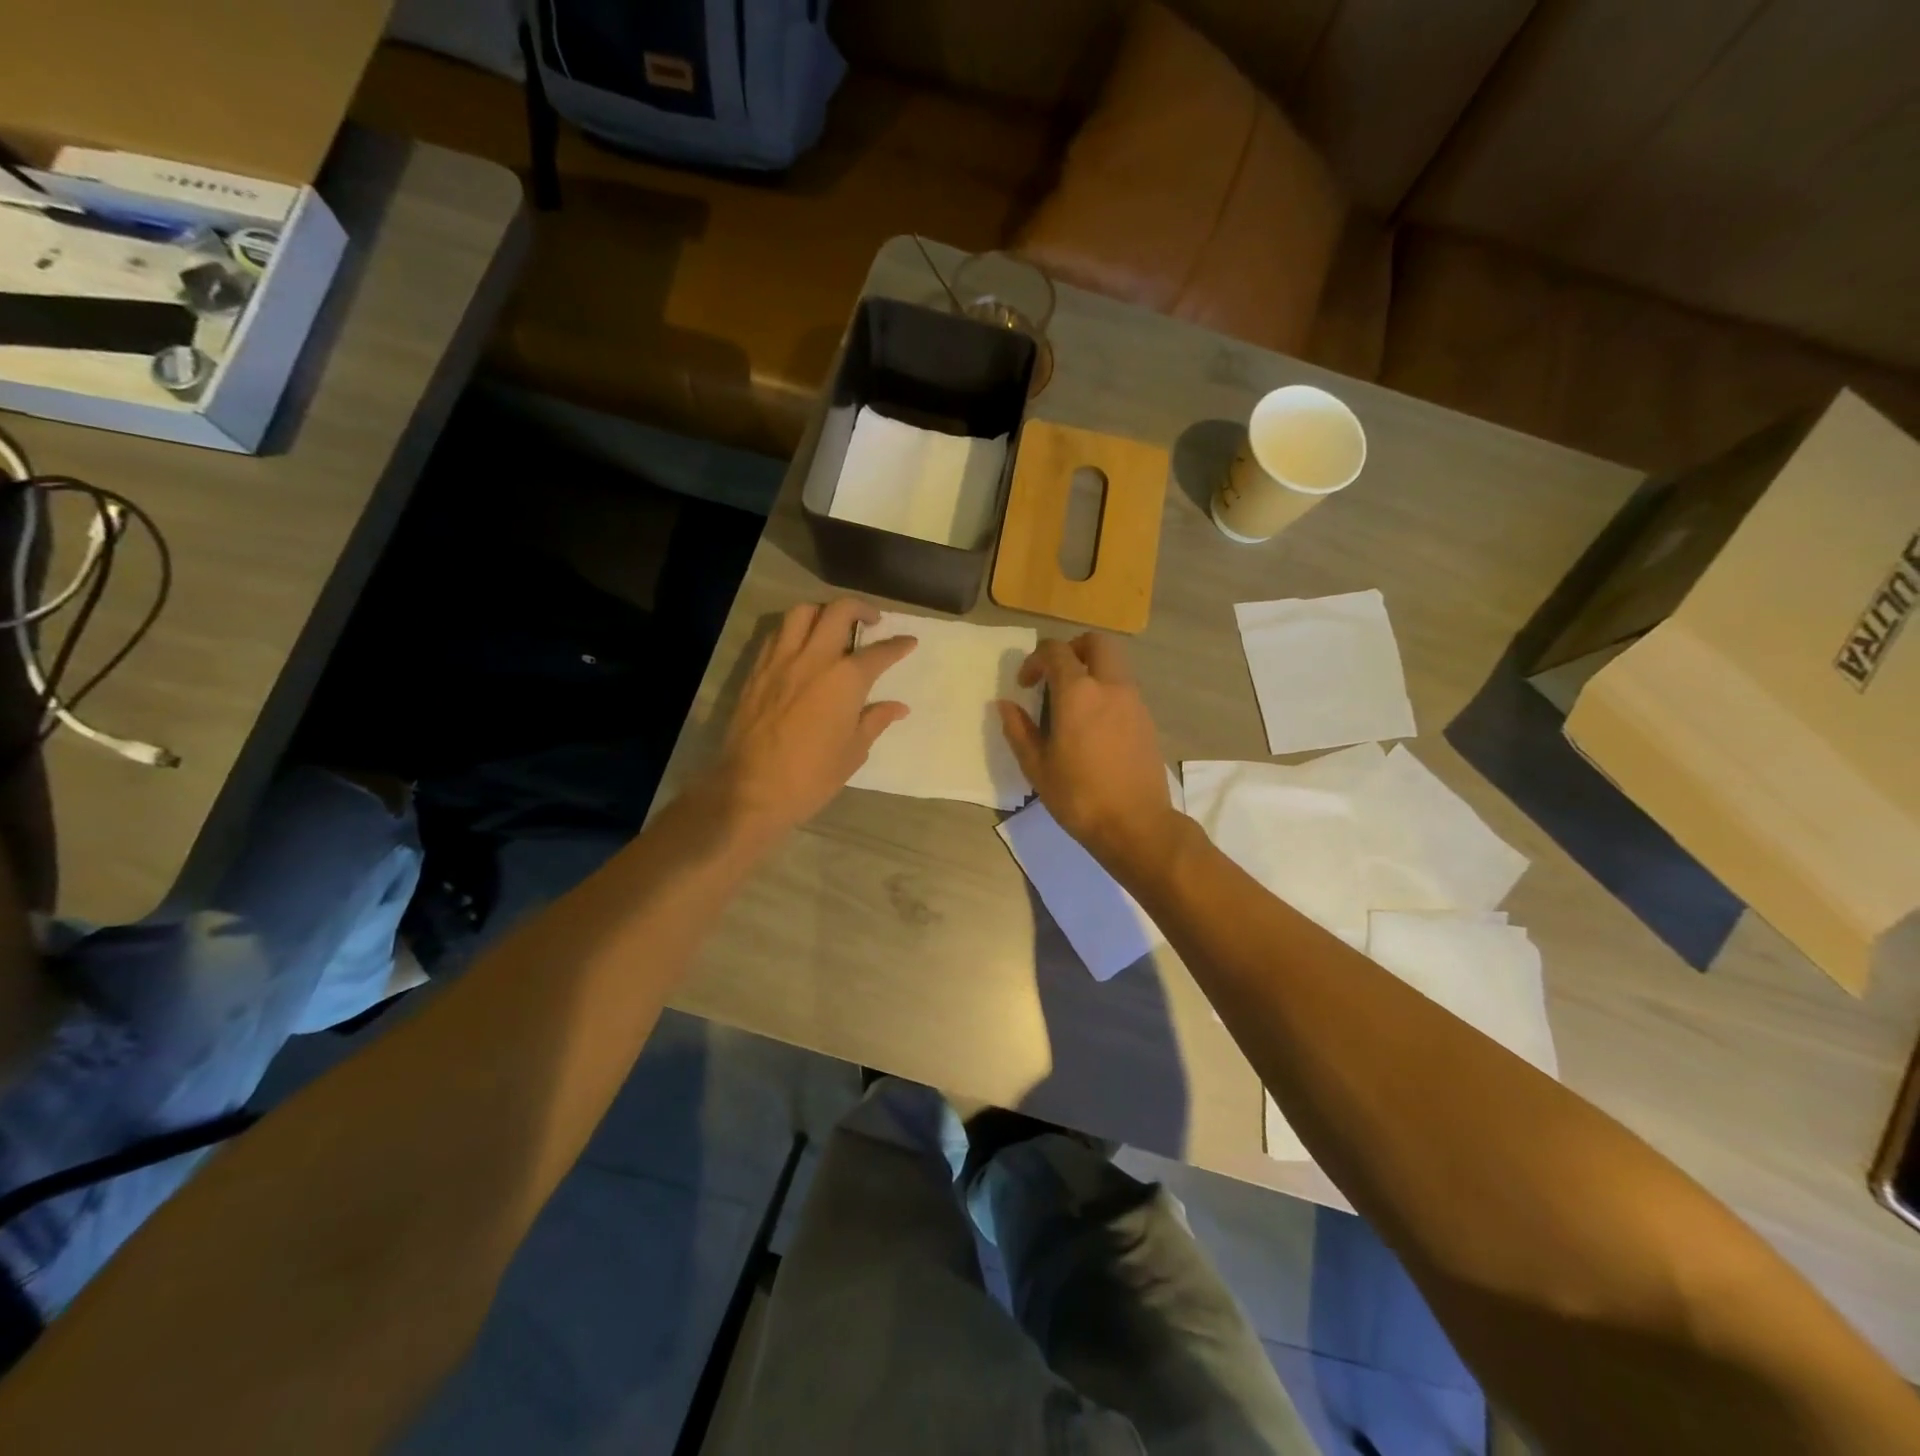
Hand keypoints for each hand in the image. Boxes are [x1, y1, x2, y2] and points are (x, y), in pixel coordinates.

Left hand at [715, 599, 915, 838]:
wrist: (751, 790)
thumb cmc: (812, 776)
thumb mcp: (853, 752)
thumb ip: (874, 720)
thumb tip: (898, 707)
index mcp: (845, 680)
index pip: (879, 652)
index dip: (898, 645)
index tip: (909, 642)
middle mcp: (814, 659)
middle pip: (839, 611)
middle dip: (861, 609)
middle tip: (872, 621)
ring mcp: (780, 661)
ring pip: (802, 613)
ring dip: (822, 612)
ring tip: (832, 626)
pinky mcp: (756, 671)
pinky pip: (777, 635)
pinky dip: (794, 631)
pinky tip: (801, 647)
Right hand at [997, 634, 1177, 877]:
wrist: (1136, 825)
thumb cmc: (1079, 796)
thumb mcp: (1037, 767)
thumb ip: (1018, 730)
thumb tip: (1005, 704)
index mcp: (1078, 693)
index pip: (1056, 651)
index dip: (1035, 659)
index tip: (1025, 685)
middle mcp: (1110, 686)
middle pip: (1096, 642)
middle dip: (1072, 649)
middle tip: (1054, 675)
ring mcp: (1134, 701)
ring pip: (1115, 663)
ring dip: (1091, 669)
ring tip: (1072, 703)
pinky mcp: (1147, 719)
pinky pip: (1125, 688)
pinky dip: (1106, 690)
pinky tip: (1093, 725)